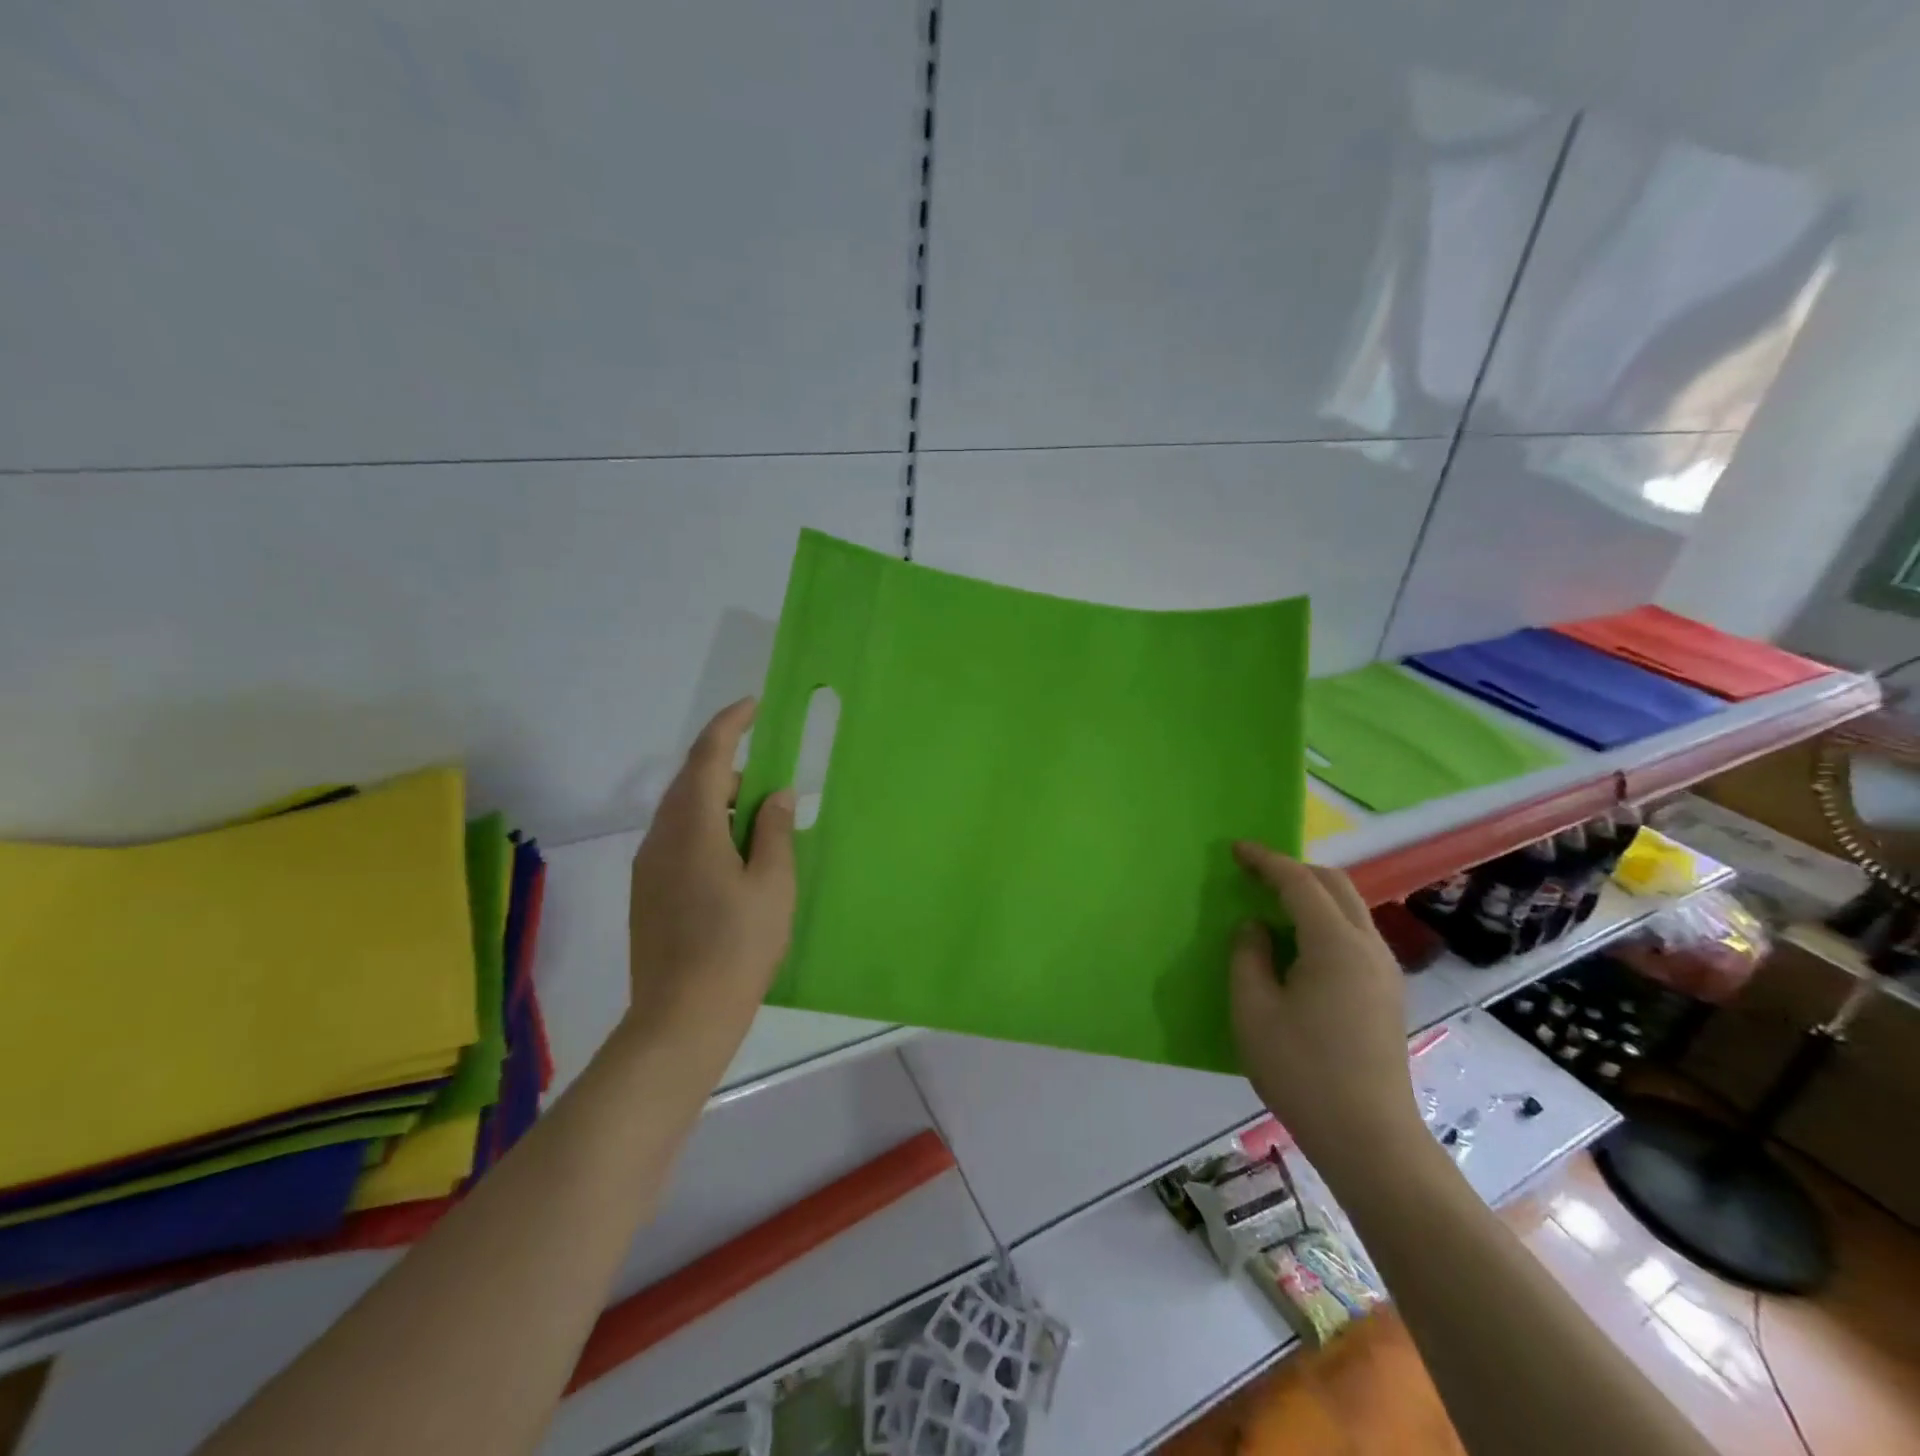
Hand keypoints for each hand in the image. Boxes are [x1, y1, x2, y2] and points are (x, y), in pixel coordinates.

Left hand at [626, 698, 796, 1055]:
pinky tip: (733, 864)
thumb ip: (773, 830)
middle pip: (692, 783)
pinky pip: (677, 840)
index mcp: (692, 827)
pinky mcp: (647, 892)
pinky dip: (706, 831)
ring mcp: (648, 866)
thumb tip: (776, 794)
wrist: (681, 1017)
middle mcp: (661, 837)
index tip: (753, 705)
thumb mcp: (772, 884)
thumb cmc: (738, 946)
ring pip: (683, 813)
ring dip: (719, 804)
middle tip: (772, 789)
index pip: (708, 757)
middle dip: (730, 770)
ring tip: (759, 831)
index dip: (729, 725)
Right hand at [1228, 843, 1422, 1167]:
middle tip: (1254, 873)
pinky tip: (1300, 943)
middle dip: (1294, 869)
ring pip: (1350, 908)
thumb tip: (1255, 927)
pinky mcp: (1387, 992)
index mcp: (1335, 944)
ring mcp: (1385, 970)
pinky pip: (1355, 934)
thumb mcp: (1253, 1010)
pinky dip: (1325, 920)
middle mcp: (1368, 946)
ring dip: (1313, 894)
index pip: (1299, 883)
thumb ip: (1248, 957)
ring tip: (1274, 904)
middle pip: (1335, 885)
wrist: (1369, 1138)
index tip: (1236, 849)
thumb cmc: (1302, 1071)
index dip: (1266, 861)